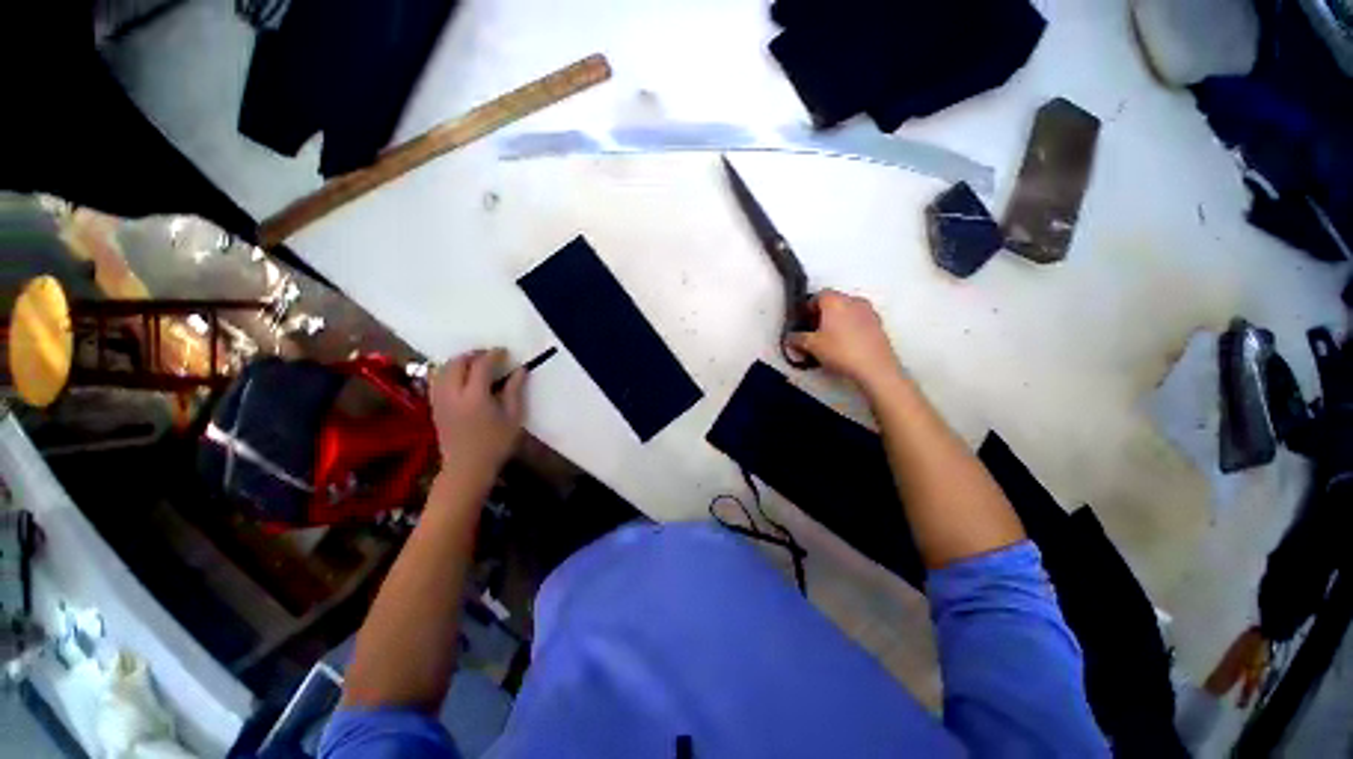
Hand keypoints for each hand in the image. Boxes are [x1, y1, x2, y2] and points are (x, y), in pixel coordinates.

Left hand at [429, 349, 525, 480]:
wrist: (467, 468)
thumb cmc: (496, 444)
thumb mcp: (513, 417)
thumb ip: (515, 390)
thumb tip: (520, 369)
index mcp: (475, 396)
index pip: (481, 365)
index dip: (493, 355)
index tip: (505, 352)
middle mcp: (453, 393)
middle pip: (458, 362)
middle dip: (474, 355)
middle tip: (490, 356)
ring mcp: (440, 400)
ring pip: (443, 368)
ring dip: (460, 361)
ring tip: (476, 364)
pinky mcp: (434, 406)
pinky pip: (437, 379)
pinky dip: (448, 371)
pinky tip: (461, 377)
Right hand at [787, 290, 902, 390]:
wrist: (874, 367)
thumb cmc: (841, 351)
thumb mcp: (811, 346)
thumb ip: (797, 339)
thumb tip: (790, 337)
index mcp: (835, 300)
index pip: (818, 295)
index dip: (809, 307)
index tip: (804, 320)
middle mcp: (853, 301)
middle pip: (834, 301)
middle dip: (823, 313)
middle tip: (814, 330)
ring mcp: (869, 312)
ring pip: (848, 311)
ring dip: (838, 320)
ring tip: (830, 339)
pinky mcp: (879, 326)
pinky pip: (859, 321)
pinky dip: (851, 328)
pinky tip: (846, 345)